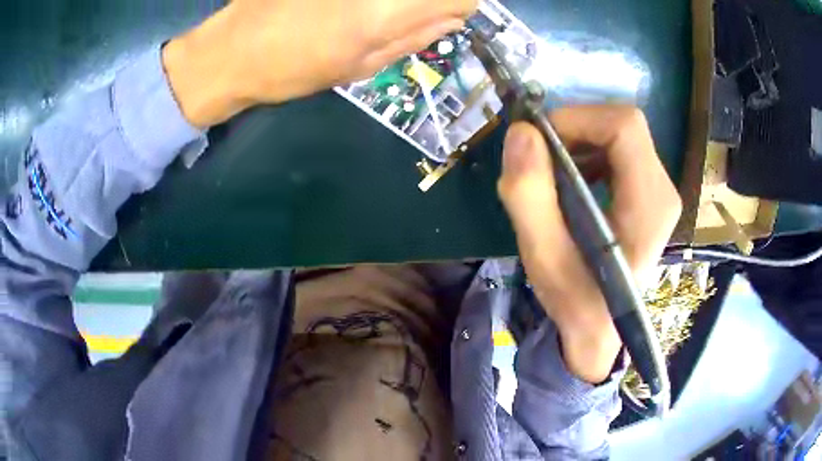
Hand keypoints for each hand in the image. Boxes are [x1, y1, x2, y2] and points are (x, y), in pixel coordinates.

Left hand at [162, 0, 477, 127]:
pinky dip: (372, 0)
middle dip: (433, 1)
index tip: (447, 14)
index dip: (460, 5)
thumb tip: (451, 19)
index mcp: (388, 10)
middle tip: (409, 13)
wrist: (231, 50)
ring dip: (398, 1)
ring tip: (364, 15)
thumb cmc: (292, 69)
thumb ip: (413, 38)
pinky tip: (346, 9)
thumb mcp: (360, 68)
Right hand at [498, 106, 681, 383]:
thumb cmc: (577, 302)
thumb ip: (529, 196)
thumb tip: (521, 132)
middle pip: (622, 125)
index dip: (578, 119)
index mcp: (649, 204)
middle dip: (574, 129)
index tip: (539, 142)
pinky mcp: (649, 193)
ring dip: (578, 141)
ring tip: (552, 173)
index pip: (624, 126)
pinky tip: (571, 181)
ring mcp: (659, 190)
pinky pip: (619, 150)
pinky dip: (588, 152)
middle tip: (540, 157)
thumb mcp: (544, 258)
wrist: (602, 331)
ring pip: (619, 134)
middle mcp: (663, 189)